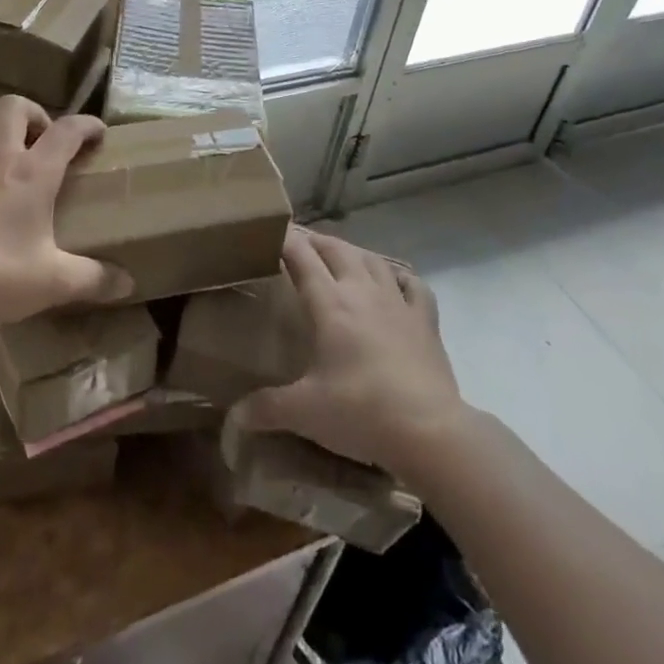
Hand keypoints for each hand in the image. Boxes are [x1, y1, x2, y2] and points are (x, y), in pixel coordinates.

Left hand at [0, 95, 130, 331]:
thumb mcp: (52, 282)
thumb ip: (93, 279)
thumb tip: (128, 284)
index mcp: (32, 173)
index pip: (66, 130)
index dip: (87, 124)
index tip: (100, 134)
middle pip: (14, 107)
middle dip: (36, 113)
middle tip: (48, 143)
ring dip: (5, 130)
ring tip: (19, 160)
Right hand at [232, 227, 460, 476]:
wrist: (430, 431)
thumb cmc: (361, 412)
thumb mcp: (306, 412)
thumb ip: (267, 409)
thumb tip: (233, 418)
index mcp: (330, 304)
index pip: (301, 257)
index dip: (285, 239)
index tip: (271, 232)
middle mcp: (362, 292)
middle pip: (336, 250)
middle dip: (316, 241)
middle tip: (300, 243)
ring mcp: (397, 303)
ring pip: (372, 260)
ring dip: (352, 252)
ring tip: (340, 256)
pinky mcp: (425, 321)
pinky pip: (414, 286)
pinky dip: (400, 277)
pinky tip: (395, 281)